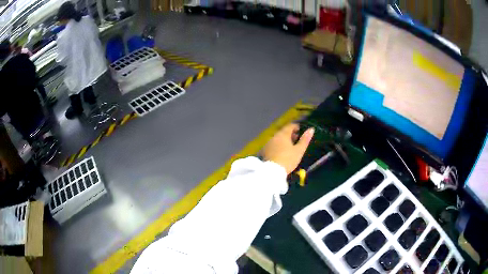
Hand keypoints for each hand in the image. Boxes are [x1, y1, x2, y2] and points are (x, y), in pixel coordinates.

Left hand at [262, 123, 314, 173]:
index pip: (290, 126)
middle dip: (290, 134)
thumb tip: (311, 129)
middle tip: (296, 139)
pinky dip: (278, 145)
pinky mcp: (264, 150)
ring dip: (284, 140)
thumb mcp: (299, 150)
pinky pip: (273, 144)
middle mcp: (274, 136)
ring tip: (290, 146)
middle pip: (283, 132)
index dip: (296, 127)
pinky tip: (281, 152)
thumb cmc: (288, 159)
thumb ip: (305, 139)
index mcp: (283, 134)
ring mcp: (268, 143)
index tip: (300, 130)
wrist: (272, 171)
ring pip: (277, 138)